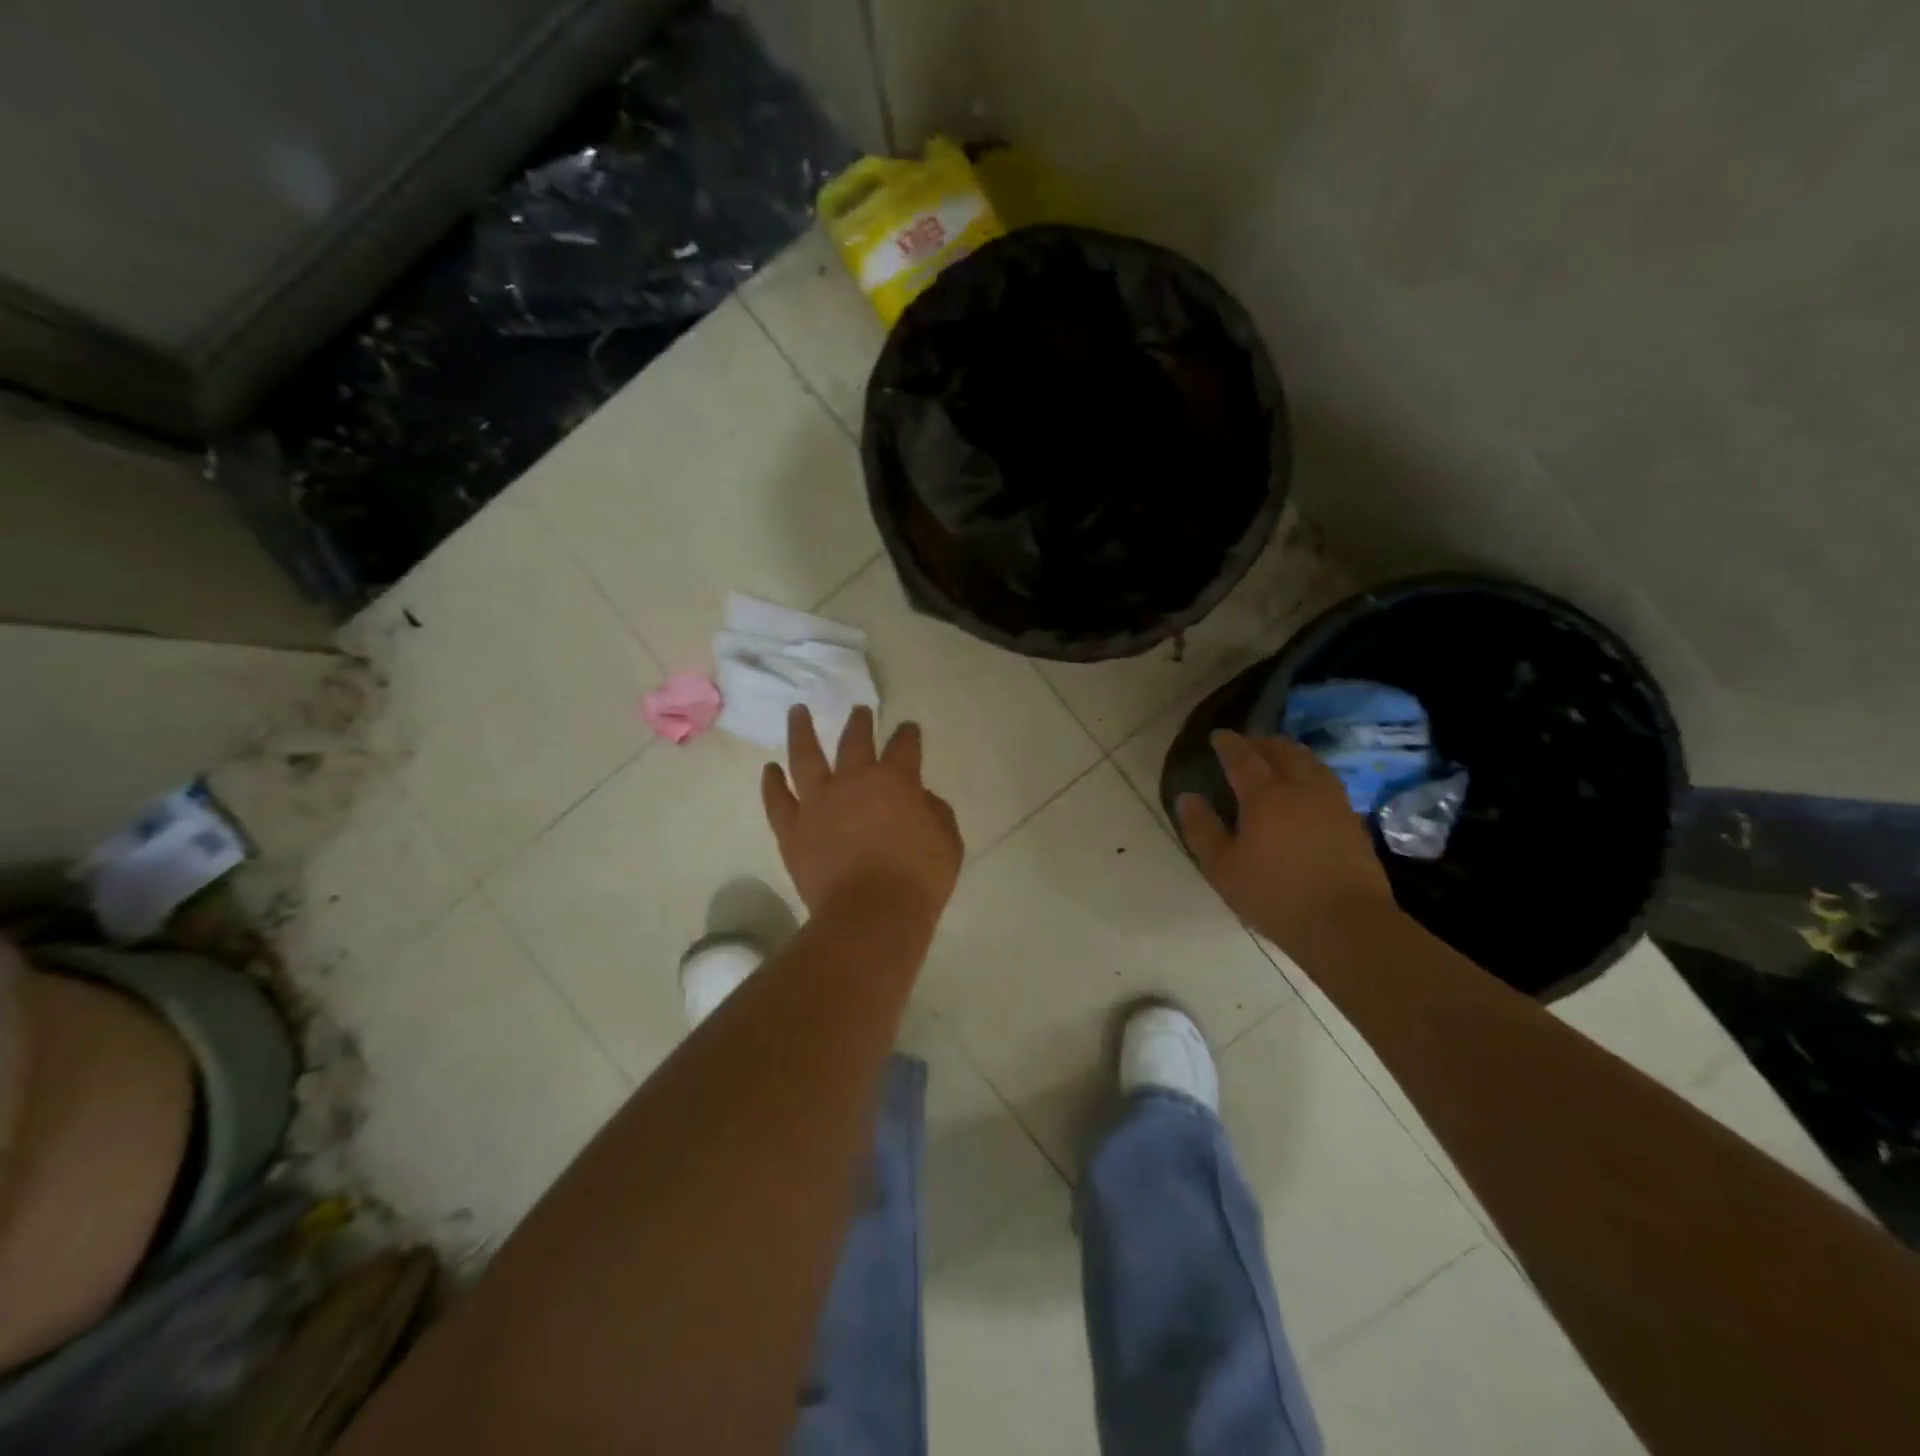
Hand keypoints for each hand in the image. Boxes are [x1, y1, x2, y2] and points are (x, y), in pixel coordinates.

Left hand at [762, 705, 962, 924]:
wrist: (871, 915)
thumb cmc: (918, 879)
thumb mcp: (948, 842)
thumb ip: (936, 812)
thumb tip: (921, 798)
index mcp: (895, 780)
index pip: (904, 746)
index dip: (908, 734)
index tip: (908, 728)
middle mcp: (853, 780)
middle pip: (855, 740)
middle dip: (860, 722)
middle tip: (860, 710)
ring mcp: (817, 802)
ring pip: (805, 756)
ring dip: (802, 730)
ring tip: (798, 711)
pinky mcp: (792, 828)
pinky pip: (777, 799)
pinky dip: (772, 782)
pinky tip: (770, 769)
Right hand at [1176, 730, 1395, 948]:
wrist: (1345, 923)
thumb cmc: (1274, 895)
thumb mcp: (1222, 868)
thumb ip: (1202, 829)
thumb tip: (1186, 797)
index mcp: (1264, 795)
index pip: (1243, 757)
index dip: (1228, 743)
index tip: (1217, 736)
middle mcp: (1300, 787)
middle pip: (1281, 750)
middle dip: (1260, 742)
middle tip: (1246, 744)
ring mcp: (1331, 801)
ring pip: (1309, 761)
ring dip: (1288, 752)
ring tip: (1276, 757)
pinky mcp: (1351, 818)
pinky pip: (1326, 779)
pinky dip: (1310, 770)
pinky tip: (1306, 786)